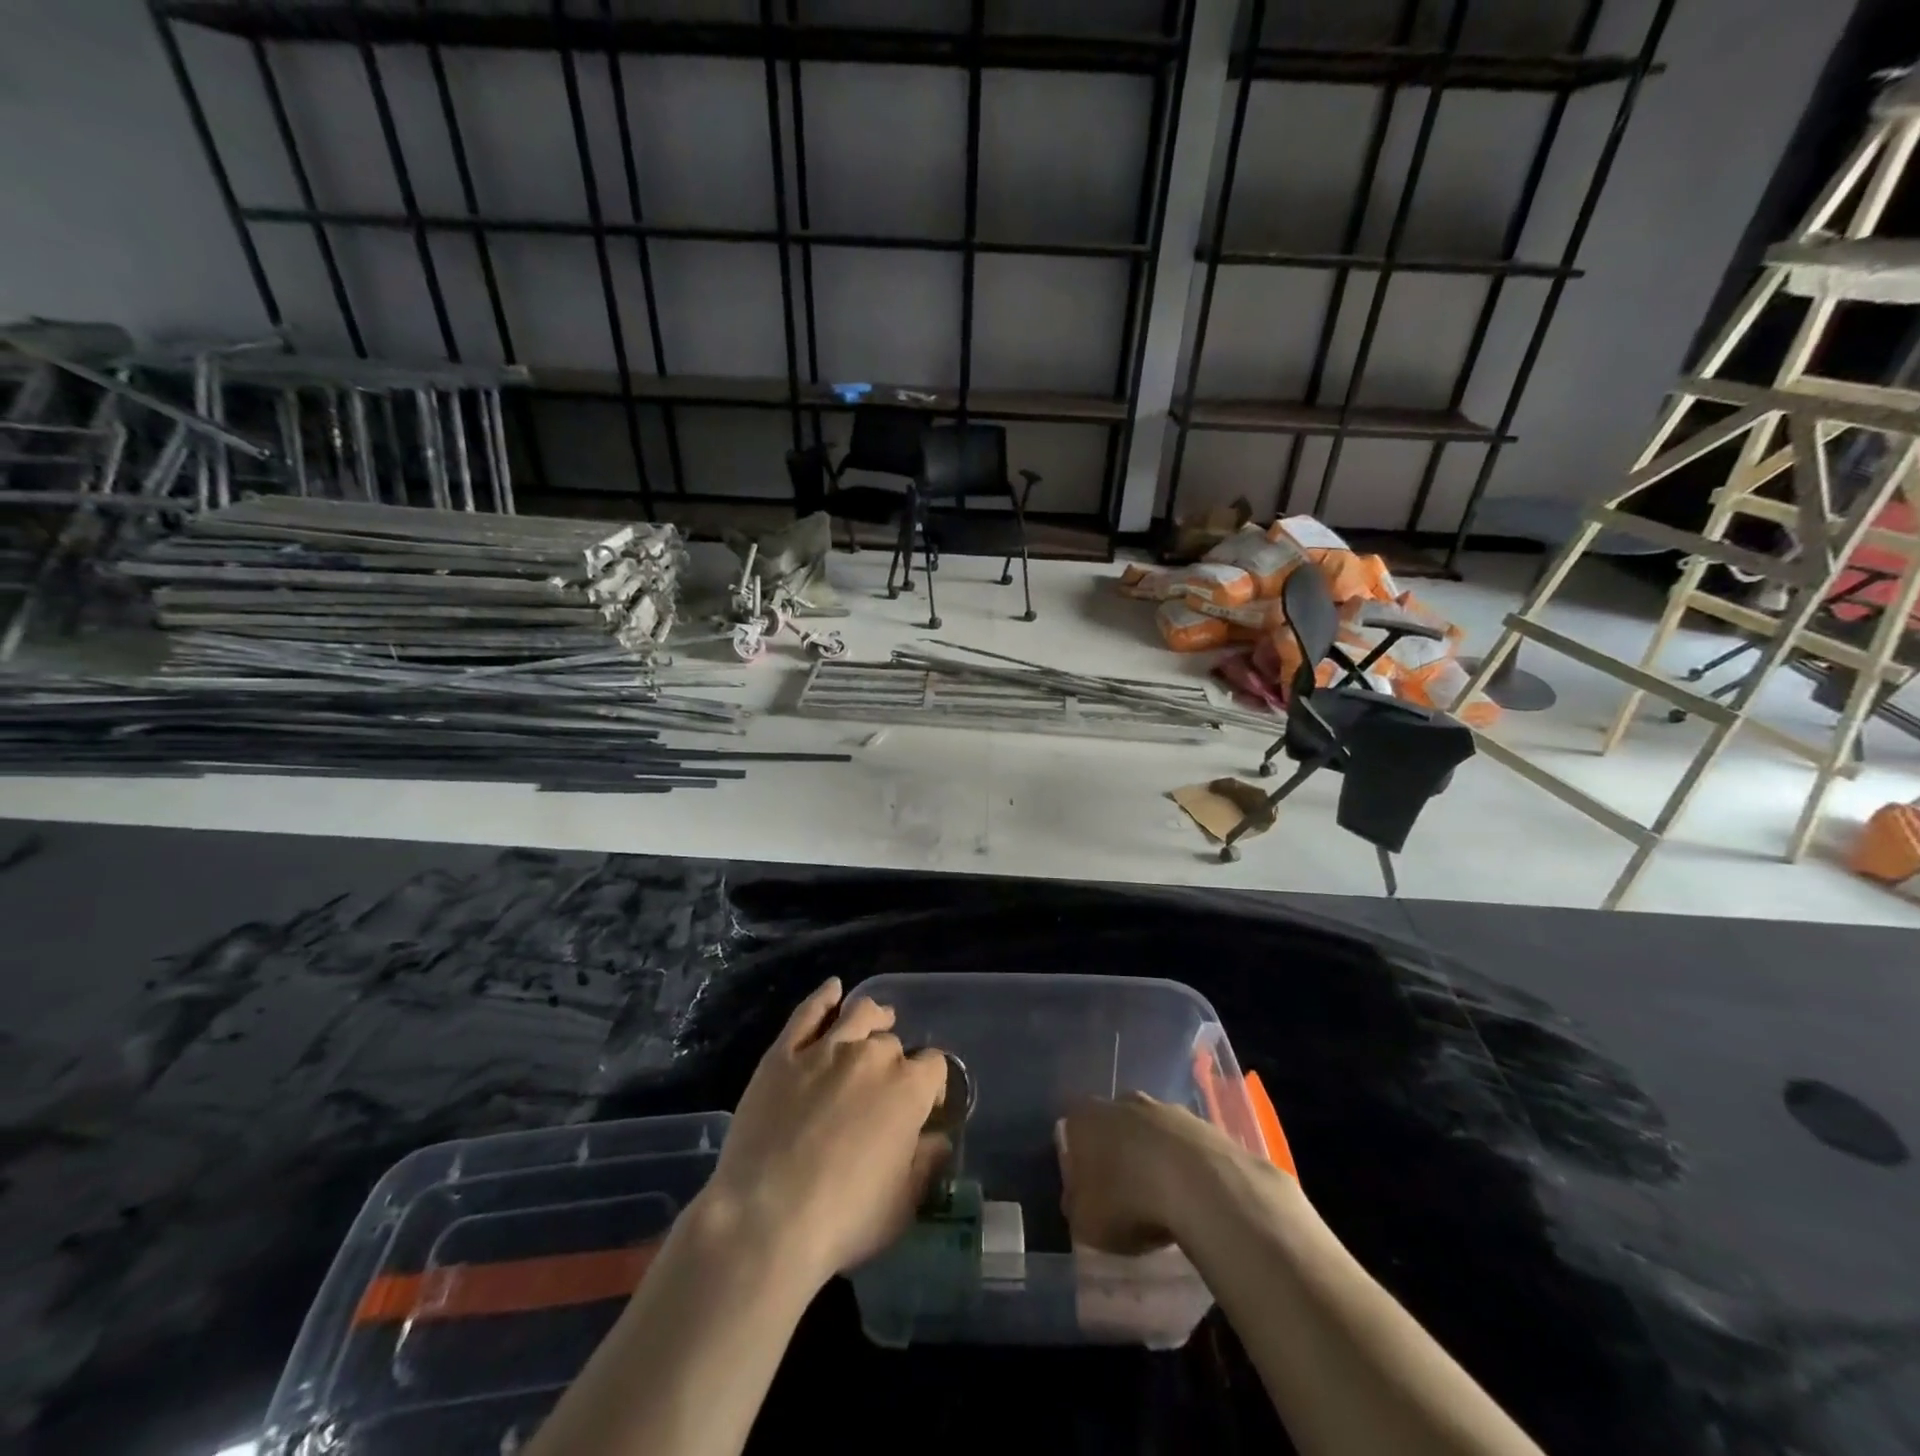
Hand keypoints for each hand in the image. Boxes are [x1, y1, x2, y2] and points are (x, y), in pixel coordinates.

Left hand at [696, 978, 950, 1291]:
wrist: (765, 1220)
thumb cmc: (843, 1220)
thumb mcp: (902, 1204)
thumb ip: (926, 1163)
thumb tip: (937, 1138)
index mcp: (908, 1089)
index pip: (934, 1066)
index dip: (932, 1083)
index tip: (924, 1104)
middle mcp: (872, 1056)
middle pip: (893, 1043)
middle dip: (895, 1060)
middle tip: (884, 1086)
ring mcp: (825, 1049)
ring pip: (859, 1013)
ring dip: (872, 1015)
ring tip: (875, 1019)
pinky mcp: (783, 1053)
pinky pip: (808, 1013)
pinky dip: (824, 997)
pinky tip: (833, 989)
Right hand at [1056, 1092, 1267, 1254]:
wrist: (1200, 1186)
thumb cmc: (1129, 1200)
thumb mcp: (1085, 1221)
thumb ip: (1075, 1206)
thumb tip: (1078, 1200)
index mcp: (1085, 1118)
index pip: (1072, 1132)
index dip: (1078, 1162)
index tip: (1088, 1192)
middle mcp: (1121, 1101)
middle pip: (1113, 1126)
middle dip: (1116, 1153)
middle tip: (1124, 1195)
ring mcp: (1164, 1107)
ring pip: (1150, 1131)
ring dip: (1152, 1156)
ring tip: (1161, 1199)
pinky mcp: (1200, 1122)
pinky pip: (1182, 1144)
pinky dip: (1183, 1165)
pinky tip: (1190, 1196)